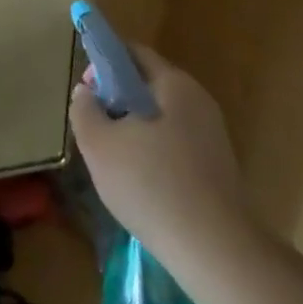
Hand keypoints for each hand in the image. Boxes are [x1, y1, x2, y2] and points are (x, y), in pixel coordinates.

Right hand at [69, 42, 250, 258]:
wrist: (215, 250)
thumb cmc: (150, 184)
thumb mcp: (98, 144)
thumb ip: (85, 110)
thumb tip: (86, 92)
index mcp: (173, 84)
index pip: (134, 54)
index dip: (104, 62)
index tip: (86, 88)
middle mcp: (198, 102)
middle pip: (148, 85)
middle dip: (117, 99)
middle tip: (94, 125)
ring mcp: (212, 136)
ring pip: (161, 118)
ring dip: (133, 129)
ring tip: (112, 159)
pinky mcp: (217, 168)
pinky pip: (175, 145)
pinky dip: (153, 153)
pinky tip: (139, 183)